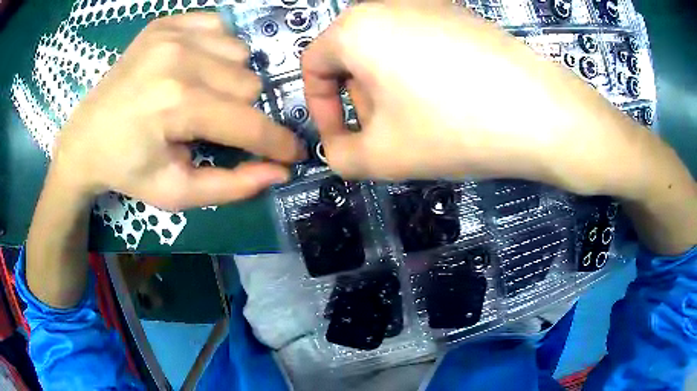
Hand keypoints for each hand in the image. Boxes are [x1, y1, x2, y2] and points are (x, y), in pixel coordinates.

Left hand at [52, 13, 303, 210]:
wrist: (86, 138)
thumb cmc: (128, 169)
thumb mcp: (176, 193)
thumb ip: (231, 186)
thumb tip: (279, 172)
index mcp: (175, 103)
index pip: (247, 122)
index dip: (276, 142)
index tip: (292, 154)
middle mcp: (178, 57)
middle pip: (248, 84)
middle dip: (240, 113)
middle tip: (213, 128)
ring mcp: (172, 32)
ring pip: (240, 55)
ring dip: (230, 81)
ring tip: (202, 97)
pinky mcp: (168, 21)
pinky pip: (221, 29)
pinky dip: (218, 52)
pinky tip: (195, 69)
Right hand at [302, 2, 647, 196]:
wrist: (543, 115)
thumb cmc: (455, 128)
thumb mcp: (383, 156)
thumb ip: (341, 157)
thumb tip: (336, 149)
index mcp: (358, 28)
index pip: (313, 65)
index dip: (320, 107)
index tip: (343, 139)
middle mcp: (389, 5)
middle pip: (351, 56)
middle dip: (360, 100)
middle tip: (387, 135)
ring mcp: (430, 6)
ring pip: (387, 51)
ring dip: (389, 90)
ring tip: (421, 124)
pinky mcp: (461, 17)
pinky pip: (421, 45)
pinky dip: (420, 76)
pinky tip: (449, 103)